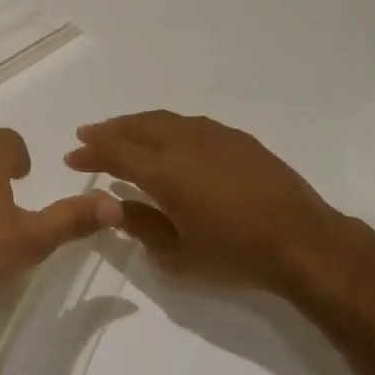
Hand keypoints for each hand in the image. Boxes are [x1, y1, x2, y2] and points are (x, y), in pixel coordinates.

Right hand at [65, 112, 353, 291]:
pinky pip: (189, 123)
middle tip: (87, 134)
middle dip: (108, 130)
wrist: (302, 241)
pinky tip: (167, 136)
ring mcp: (213, 136)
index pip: (116, 153)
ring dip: (136, 124)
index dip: (91, 152)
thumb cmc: (235, 254)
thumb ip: (142, 227)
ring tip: (121, 131)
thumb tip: (114, 207)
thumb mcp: (179, 255)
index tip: (72, 156)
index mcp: (164, 171)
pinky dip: (166, 126)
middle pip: (137, 127)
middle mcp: (184, 143)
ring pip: (164, 119)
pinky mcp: (236, 138)